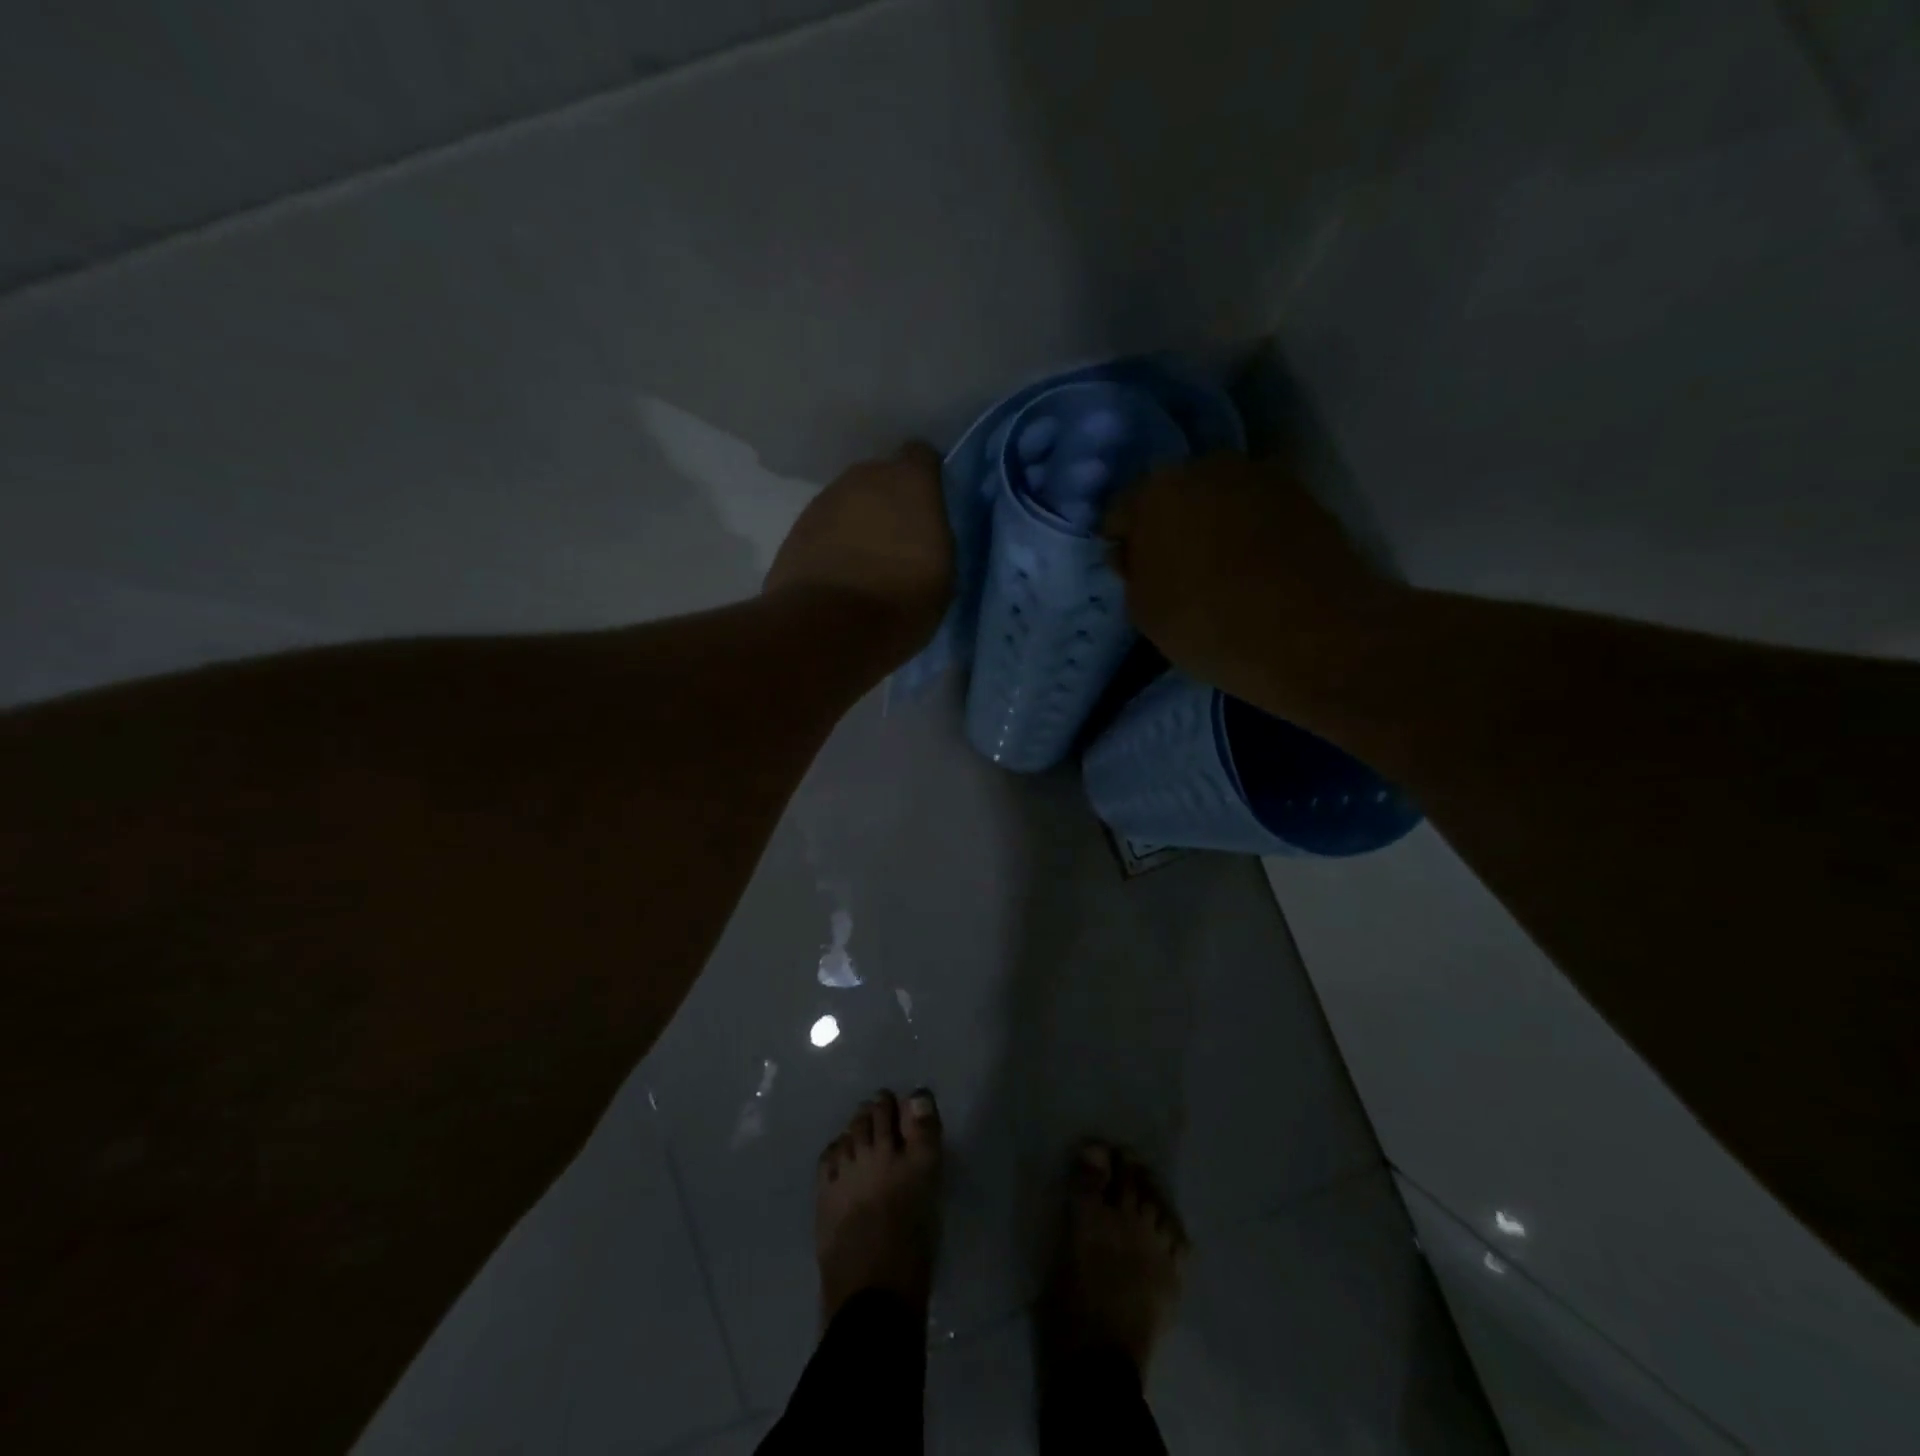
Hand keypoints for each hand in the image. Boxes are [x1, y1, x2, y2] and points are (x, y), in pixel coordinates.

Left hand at [765, 443, 953, 663]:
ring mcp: (824, 501)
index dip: (926, 479)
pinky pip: (824, 528)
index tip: (930, 507)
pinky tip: (839, 576)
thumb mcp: (944, 573)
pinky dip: (832, 544)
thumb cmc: (903, 600)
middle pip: (880, 478)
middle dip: (889, 502)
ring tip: (867, 563)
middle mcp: (864, 477)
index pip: (921, 457)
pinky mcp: (796, 529)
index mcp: (909, 481)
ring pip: (849, 502)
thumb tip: (927, 534)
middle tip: (899, 541)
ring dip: (858, 523)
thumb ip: (935, 538)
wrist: (830, 628)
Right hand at [1104, 454, 1401, 698]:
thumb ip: (1132, 572)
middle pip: (1173, 497)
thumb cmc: (1209, 623)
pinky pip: (1255, 513)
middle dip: (1168, 528)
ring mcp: (1261, 476)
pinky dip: (1248, 534)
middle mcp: (1208, 467)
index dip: (1123, 545)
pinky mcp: (1303, 496)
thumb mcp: (1145, 611)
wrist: (1312, 634)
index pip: (1121, 513)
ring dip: (1210, 528)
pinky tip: (1252, 572)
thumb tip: (1135, 552)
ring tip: (1217, 574)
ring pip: (1217, 501)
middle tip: (1173, 573)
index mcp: (1157, 490)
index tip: (1132, 576)